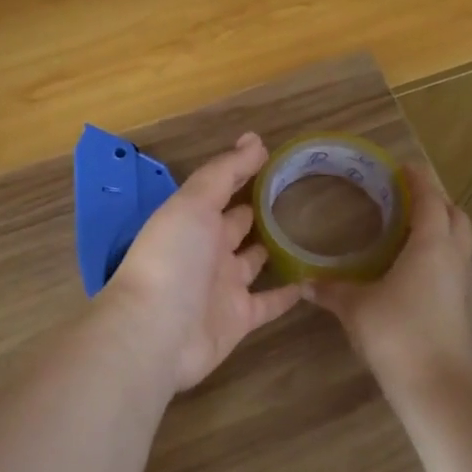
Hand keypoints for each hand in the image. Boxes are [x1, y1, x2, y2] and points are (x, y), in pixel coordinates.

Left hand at [104, 133, 302, 392]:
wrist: (157, 333)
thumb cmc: (173, 259)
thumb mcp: (194, 204)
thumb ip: (224, 172)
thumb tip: (255, 139)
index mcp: (193, 220)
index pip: (222, 189)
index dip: (244, 172)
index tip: (277, 156)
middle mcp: (208, 250)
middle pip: (237, 225)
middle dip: (259, 209)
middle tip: (299, 192)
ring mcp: (224, 286)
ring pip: (255, 262)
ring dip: (275, 248)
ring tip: (310, 230)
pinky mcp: (240, 318)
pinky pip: (270, 301)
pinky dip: (289, 292)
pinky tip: (314, 278)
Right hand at [305, 165, 471, 395]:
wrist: (436, 384)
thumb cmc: (397, 332)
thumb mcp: (356, 308)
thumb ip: (331, 290)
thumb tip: (304, 283)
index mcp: (431, 246)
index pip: (430, 201)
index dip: (419, 181)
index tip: (403, 167)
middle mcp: (452, 258)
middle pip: (456, 217)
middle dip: (437, 202)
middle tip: (409, 199)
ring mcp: (460, 284)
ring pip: (458, 243)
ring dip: (440, 229)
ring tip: (408, 230)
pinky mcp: (458, 306)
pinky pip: (452, 266)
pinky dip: (437, 255)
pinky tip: (409, 268)